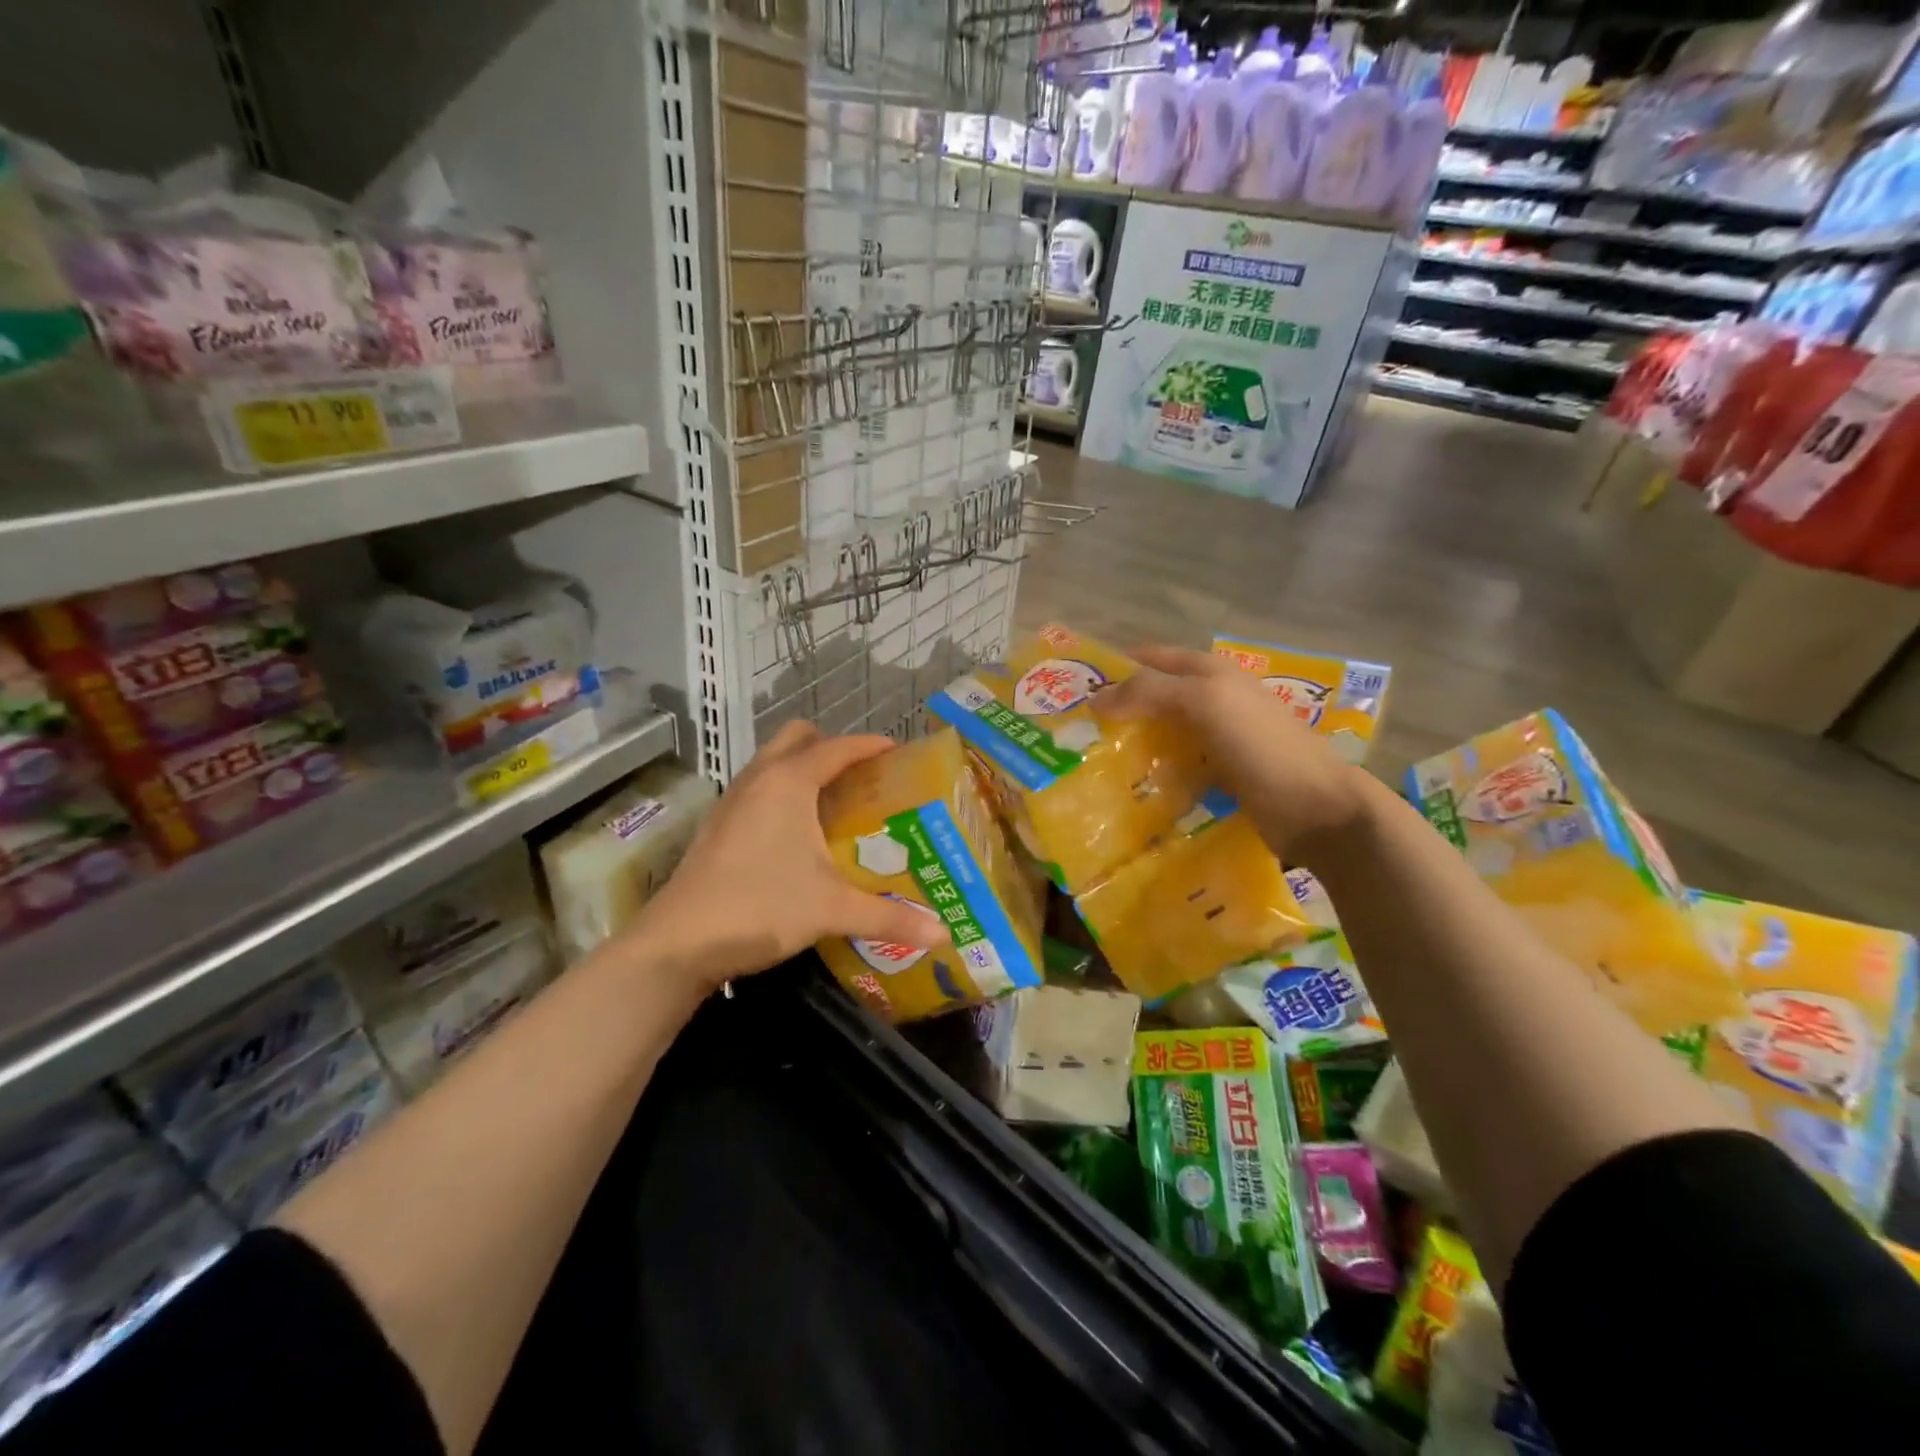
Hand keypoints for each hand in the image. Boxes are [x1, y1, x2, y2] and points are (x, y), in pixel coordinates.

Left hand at [626, 722, 945, 991]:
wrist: (677, 943)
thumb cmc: (759, 907)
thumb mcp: (831, 909)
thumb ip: (890, 916)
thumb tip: (944, 934)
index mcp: (789, 782)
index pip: (838, 748)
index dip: (870, 746)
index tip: (898, 752)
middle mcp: (758, 780)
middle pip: (796, 739)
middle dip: (829, 747)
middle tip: (861, 777)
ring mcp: (732, 801)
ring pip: (771, 763)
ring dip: (802, 769)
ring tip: (835, 803)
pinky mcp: (717, 826)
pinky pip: (757, 789)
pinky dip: (781, 793)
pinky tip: (797, 834)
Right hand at [1098, 645, 1370, 862]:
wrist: (1316, 807)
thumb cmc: (1260, 745)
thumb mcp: (1203, 702)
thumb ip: (1148, 692)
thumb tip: (1095, 699)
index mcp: (1209, 672)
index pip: (1150, 659)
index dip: (1115, 668)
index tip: (1074, 692)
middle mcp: (1212, 700)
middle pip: (1154, 698)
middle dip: (1118, 711)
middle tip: (1077, 735)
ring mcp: (1217, 739)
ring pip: (1162, 735)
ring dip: (1132, 746)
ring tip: (1094, 766)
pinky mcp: (1220, 775)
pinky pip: (1175, 768)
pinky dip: (1153, 775)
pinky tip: (1130, 790)